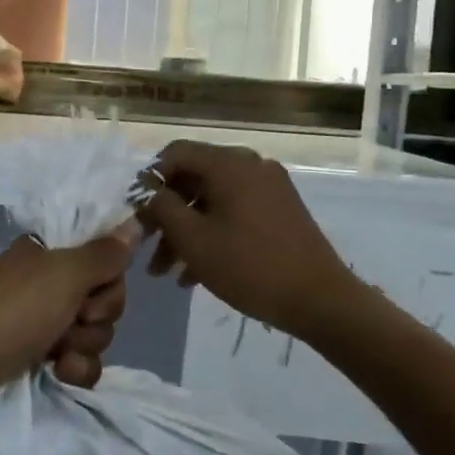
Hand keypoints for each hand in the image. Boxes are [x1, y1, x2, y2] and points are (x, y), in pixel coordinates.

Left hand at [0, 223, 138, 403]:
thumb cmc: (9, 311)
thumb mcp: (63, 275)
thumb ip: (104, 254)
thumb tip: (134, 222)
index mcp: (52, 253)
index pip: (106, 258)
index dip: (109, 280)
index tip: (94, 289)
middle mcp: (49, 282)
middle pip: (105, 298)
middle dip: (97, 316)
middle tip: (72, 320)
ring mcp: (42, 320)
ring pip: (94, 332)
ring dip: (84, 346)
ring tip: (57, 353)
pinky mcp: (36, 356)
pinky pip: (78, 361)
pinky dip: (74, 368)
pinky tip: (57, 373)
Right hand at [136, 141, 351, 339]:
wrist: (321, 300)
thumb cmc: (249, 266)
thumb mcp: (193, 239)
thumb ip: (162, 207)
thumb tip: (147, 190)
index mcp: (230, 164)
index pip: (176, 153)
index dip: (149, 179)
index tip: (134, 211)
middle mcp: (251, 165)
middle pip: (194, 178)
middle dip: (166, 214)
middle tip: (146, 247)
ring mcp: (269, 187)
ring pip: (213, 200)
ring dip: (186, 231)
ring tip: (166, 271)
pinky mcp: (281, 210)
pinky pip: (234, 212)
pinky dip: (212, 234)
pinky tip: (194, 274)